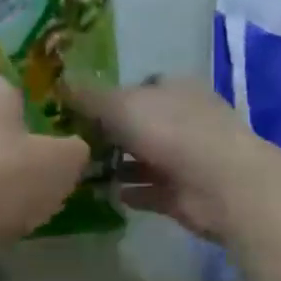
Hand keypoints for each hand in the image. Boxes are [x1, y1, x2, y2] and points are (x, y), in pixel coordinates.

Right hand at [73, 79, 253, 240]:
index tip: (78, 112)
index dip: (109, 97)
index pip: (138, 87)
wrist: (219, 184)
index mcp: (174, 89)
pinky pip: (150, 190)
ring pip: (143, 158)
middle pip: (140, 124)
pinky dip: (131, 191)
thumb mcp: (119, 105)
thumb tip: (60, 85)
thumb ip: (88, 98)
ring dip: (117, 165)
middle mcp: (183, 118)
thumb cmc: (170, 131)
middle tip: (74, 145)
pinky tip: (106, 195)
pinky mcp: (183, 192)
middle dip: (110, 133)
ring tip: (82, 174)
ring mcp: (186, 157)